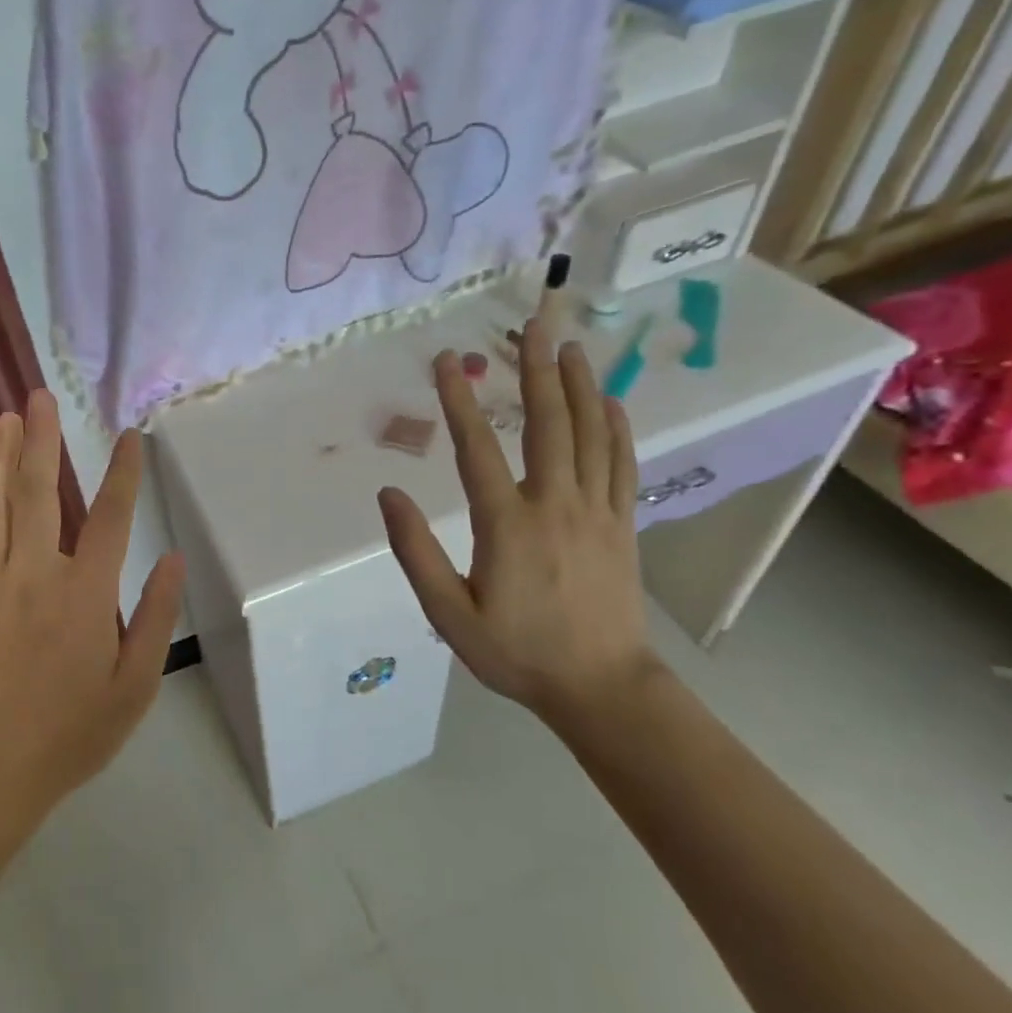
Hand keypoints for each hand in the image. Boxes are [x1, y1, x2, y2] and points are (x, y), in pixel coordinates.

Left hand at [0, 391, 185, 835]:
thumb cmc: (73, 731)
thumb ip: (156, 616)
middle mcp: (36, 573)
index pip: (112, 516)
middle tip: (39, 396)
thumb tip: (174, 558)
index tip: (131, 435)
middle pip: (40, 492)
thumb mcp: (135, 683)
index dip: (124, 472)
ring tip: (5, 420)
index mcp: (85, 592)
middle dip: (43, 440)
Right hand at [377, 320, 657, 728]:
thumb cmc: (517, 653)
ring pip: (591, 434)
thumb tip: (389, 495)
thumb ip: (416, 553)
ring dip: (580, 385)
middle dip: (536, 369)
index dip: (460, 401)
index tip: (447, 361)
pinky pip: (622, 463)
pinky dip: (617, 427)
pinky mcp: (622, 524)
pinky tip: (610, 401)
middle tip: (532, 325)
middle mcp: (555, 505)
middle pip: (548, 423)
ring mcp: (596, 511)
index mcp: (508, 525)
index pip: (478, 448)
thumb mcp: (450, 615)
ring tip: (570, 345)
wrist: (601, 687)